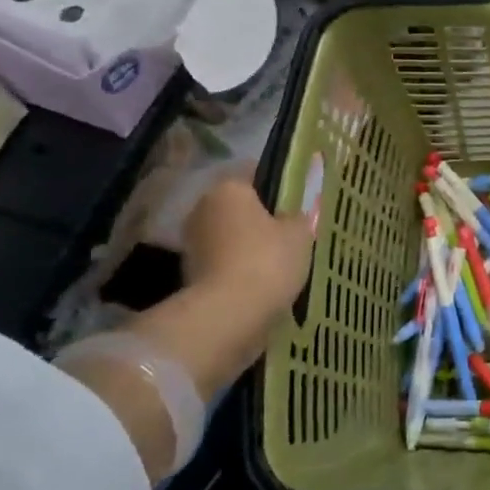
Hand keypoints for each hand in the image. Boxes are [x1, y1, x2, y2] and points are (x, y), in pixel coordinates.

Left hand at [181, 169, 314, 310]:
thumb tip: (292, 216)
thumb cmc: (267, 260)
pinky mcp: (189, 273)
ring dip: (247, 244)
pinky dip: (237, 267)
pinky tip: (260, 280)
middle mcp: (203, 207)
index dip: (278, 185)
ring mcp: (192, 242)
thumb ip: (298, 217)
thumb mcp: (300, 233)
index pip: (254, 173)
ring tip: (277, 261)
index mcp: (229, 188)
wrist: (227, 315)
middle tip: (289, 232)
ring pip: (229, 234)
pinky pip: (222, 260)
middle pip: (238, 206)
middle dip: (260, 217)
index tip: (296, 202)